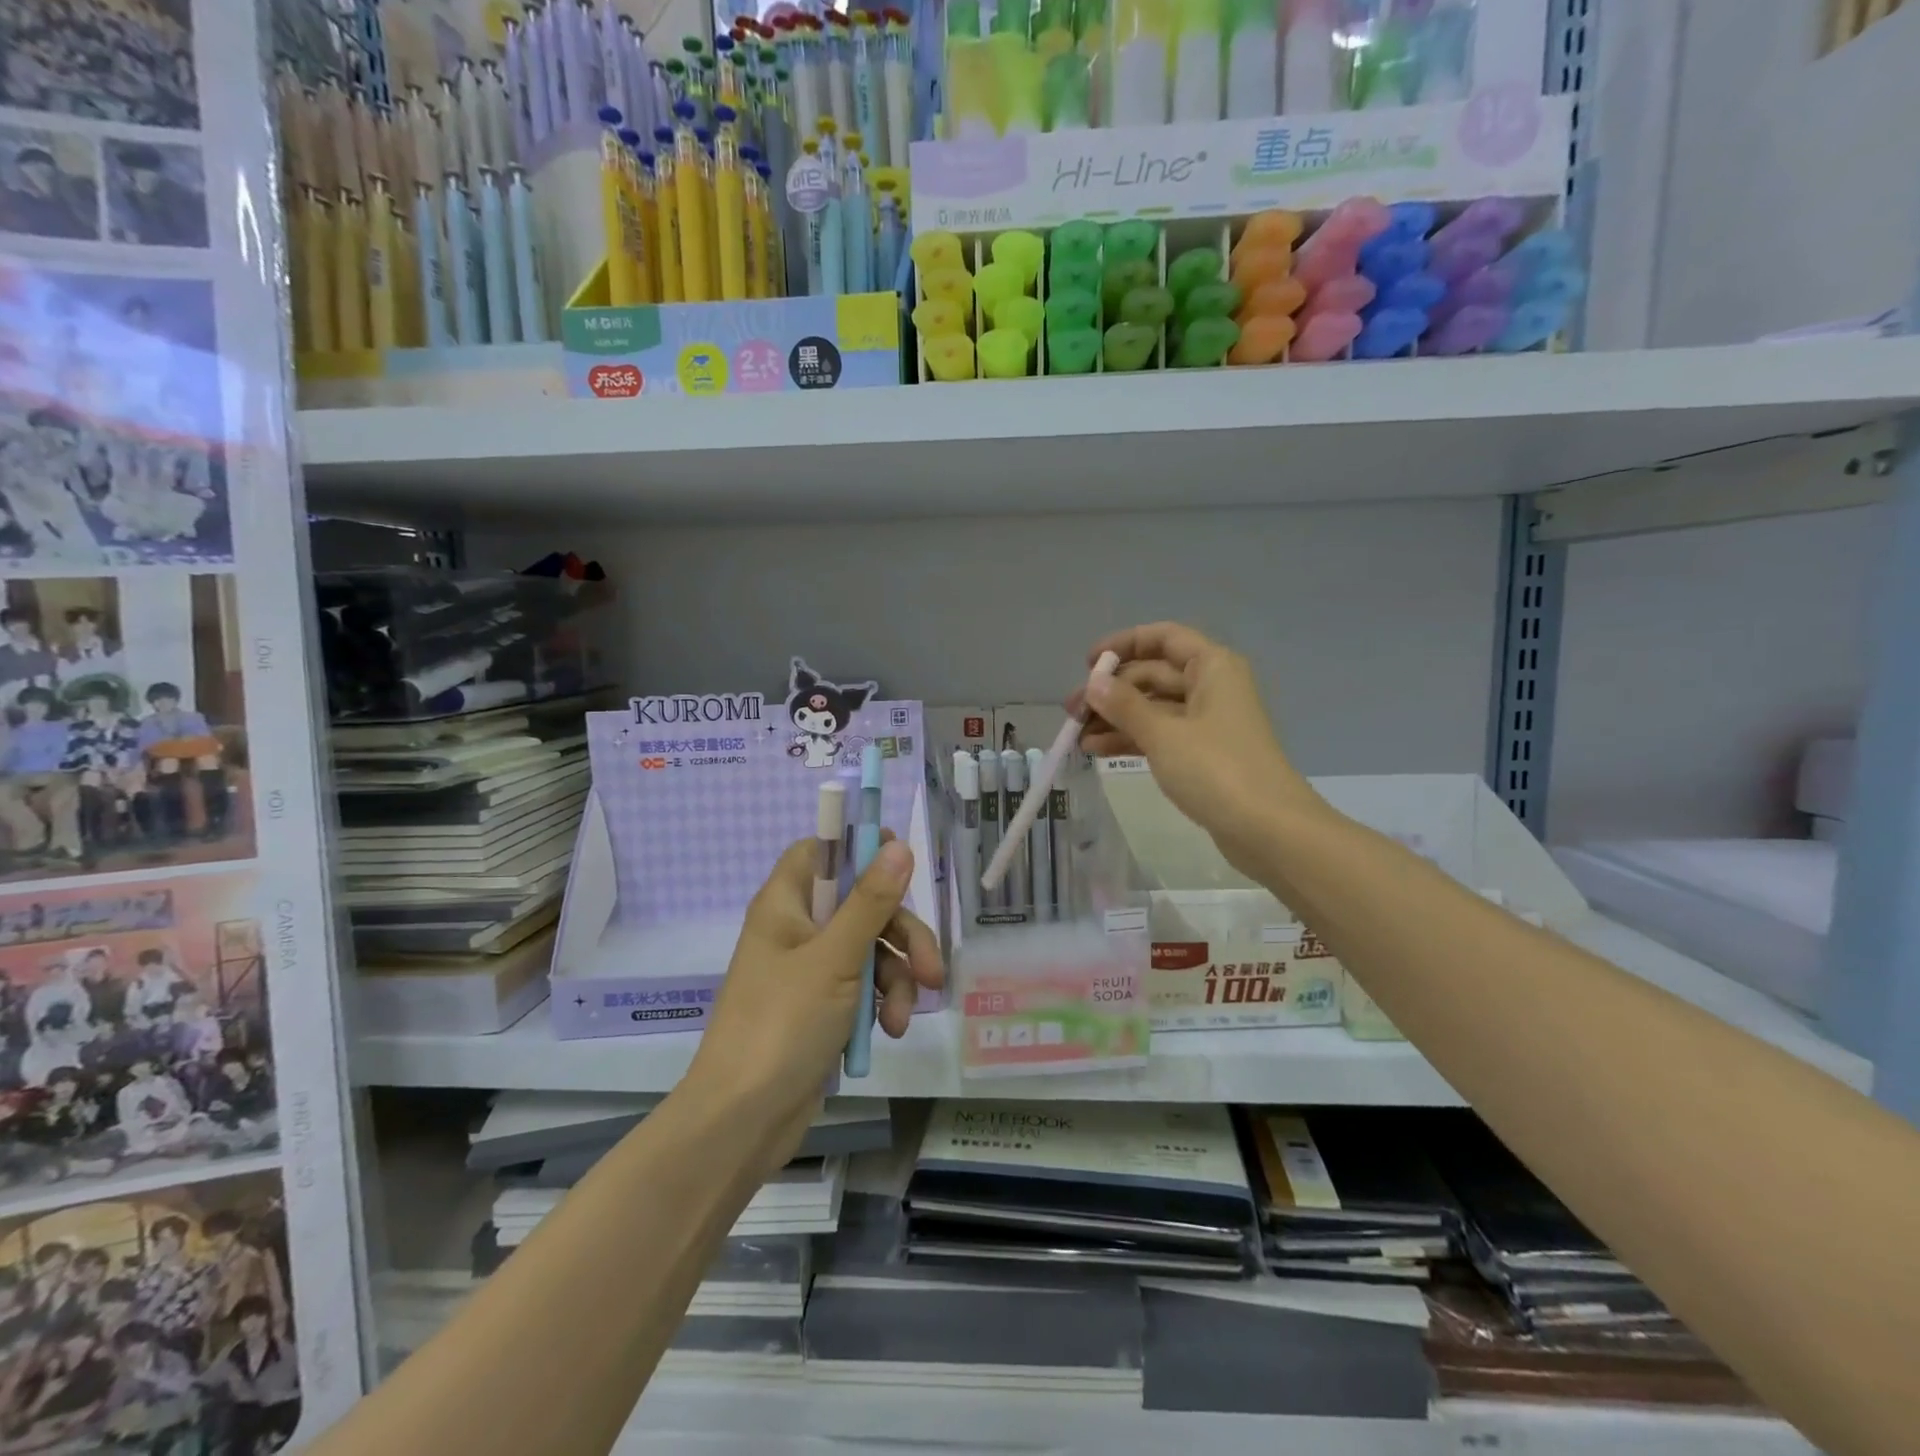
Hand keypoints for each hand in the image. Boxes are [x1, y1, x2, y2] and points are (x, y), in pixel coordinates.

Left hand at [686, 837, 942, 1173]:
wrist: (742, 1121)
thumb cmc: (782, 1025)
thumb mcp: (835, 959)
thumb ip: (870, 902)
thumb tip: (898, 845)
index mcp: (786, 904)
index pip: (821, 850)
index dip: (859, 848)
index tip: (900, 861)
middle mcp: (797, 929)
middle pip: (862, 904)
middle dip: (901, 935)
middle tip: (930, 967)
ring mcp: (810, 970)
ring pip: (871, 949)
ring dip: (897, 979)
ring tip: (903, 1017)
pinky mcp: (822, 1007)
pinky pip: (864, 986)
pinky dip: (882, 1004)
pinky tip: (891, 1031)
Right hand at [1071, 622, 1322, 878]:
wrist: (1270, 830)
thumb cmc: (1217, 770)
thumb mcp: (1163, 734)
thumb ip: (1124, 705)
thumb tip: (1094, 682)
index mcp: (1212, 667)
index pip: (1163, 638)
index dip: (1124, 644)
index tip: (1088, 663)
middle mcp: (1212, 687)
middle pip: (1154, 674)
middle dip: (1112, 690)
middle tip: (1072, 711)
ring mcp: (1209, 723)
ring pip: (1154, 708)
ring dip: (1116, 718)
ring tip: (1078, 736)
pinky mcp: (1204, 754)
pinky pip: (1161, 734)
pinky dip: (1132, 739)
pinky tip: (1098, 750)